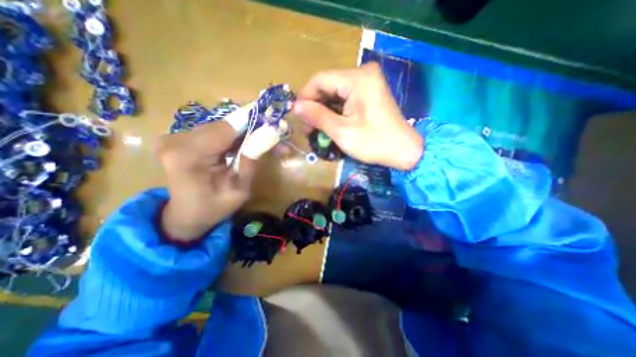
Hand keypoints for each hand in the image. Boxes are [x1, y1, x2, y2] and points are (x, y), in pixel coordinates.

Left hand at [154, 106, 279, 241]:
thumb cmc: (213, 209)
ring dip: (244, 133)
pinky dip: (232, 137)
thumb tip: (268, 135)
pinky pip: (214, 133)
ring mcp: (174, 137)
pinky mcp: (179, 138)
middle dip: (251, 128)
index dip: (251, 120)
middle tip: (274, 134)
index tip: (272, 117)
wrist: (185, 216)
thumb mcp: (239, 191)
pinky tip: (245, 144)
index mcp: (187, 157)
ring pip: (221, 128)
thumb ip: (250, 162)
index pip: (225, 129)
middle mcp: (175, 141)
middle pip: (223, 126)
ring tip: (264, 141)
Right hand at [295, 62, 423, 170]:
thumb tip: (296, 107)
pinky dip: (334, 110)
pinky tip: (329, 123)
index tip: (297, 115)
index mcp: (357, 78)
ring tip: (315, 127)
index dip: (305, 96)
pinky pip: (345, 96)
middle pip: (327, 84)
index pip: (320, 79)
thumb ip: (318, 116)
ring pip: (335, 92)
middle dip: (314, 105)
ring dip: (323, 109)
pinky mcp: (369, 91)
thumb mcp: (342, 131)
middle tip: (307, 126)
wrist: (403, 150)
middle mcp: (363, 73)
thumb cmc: (374, 143)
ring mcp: (367, 82)